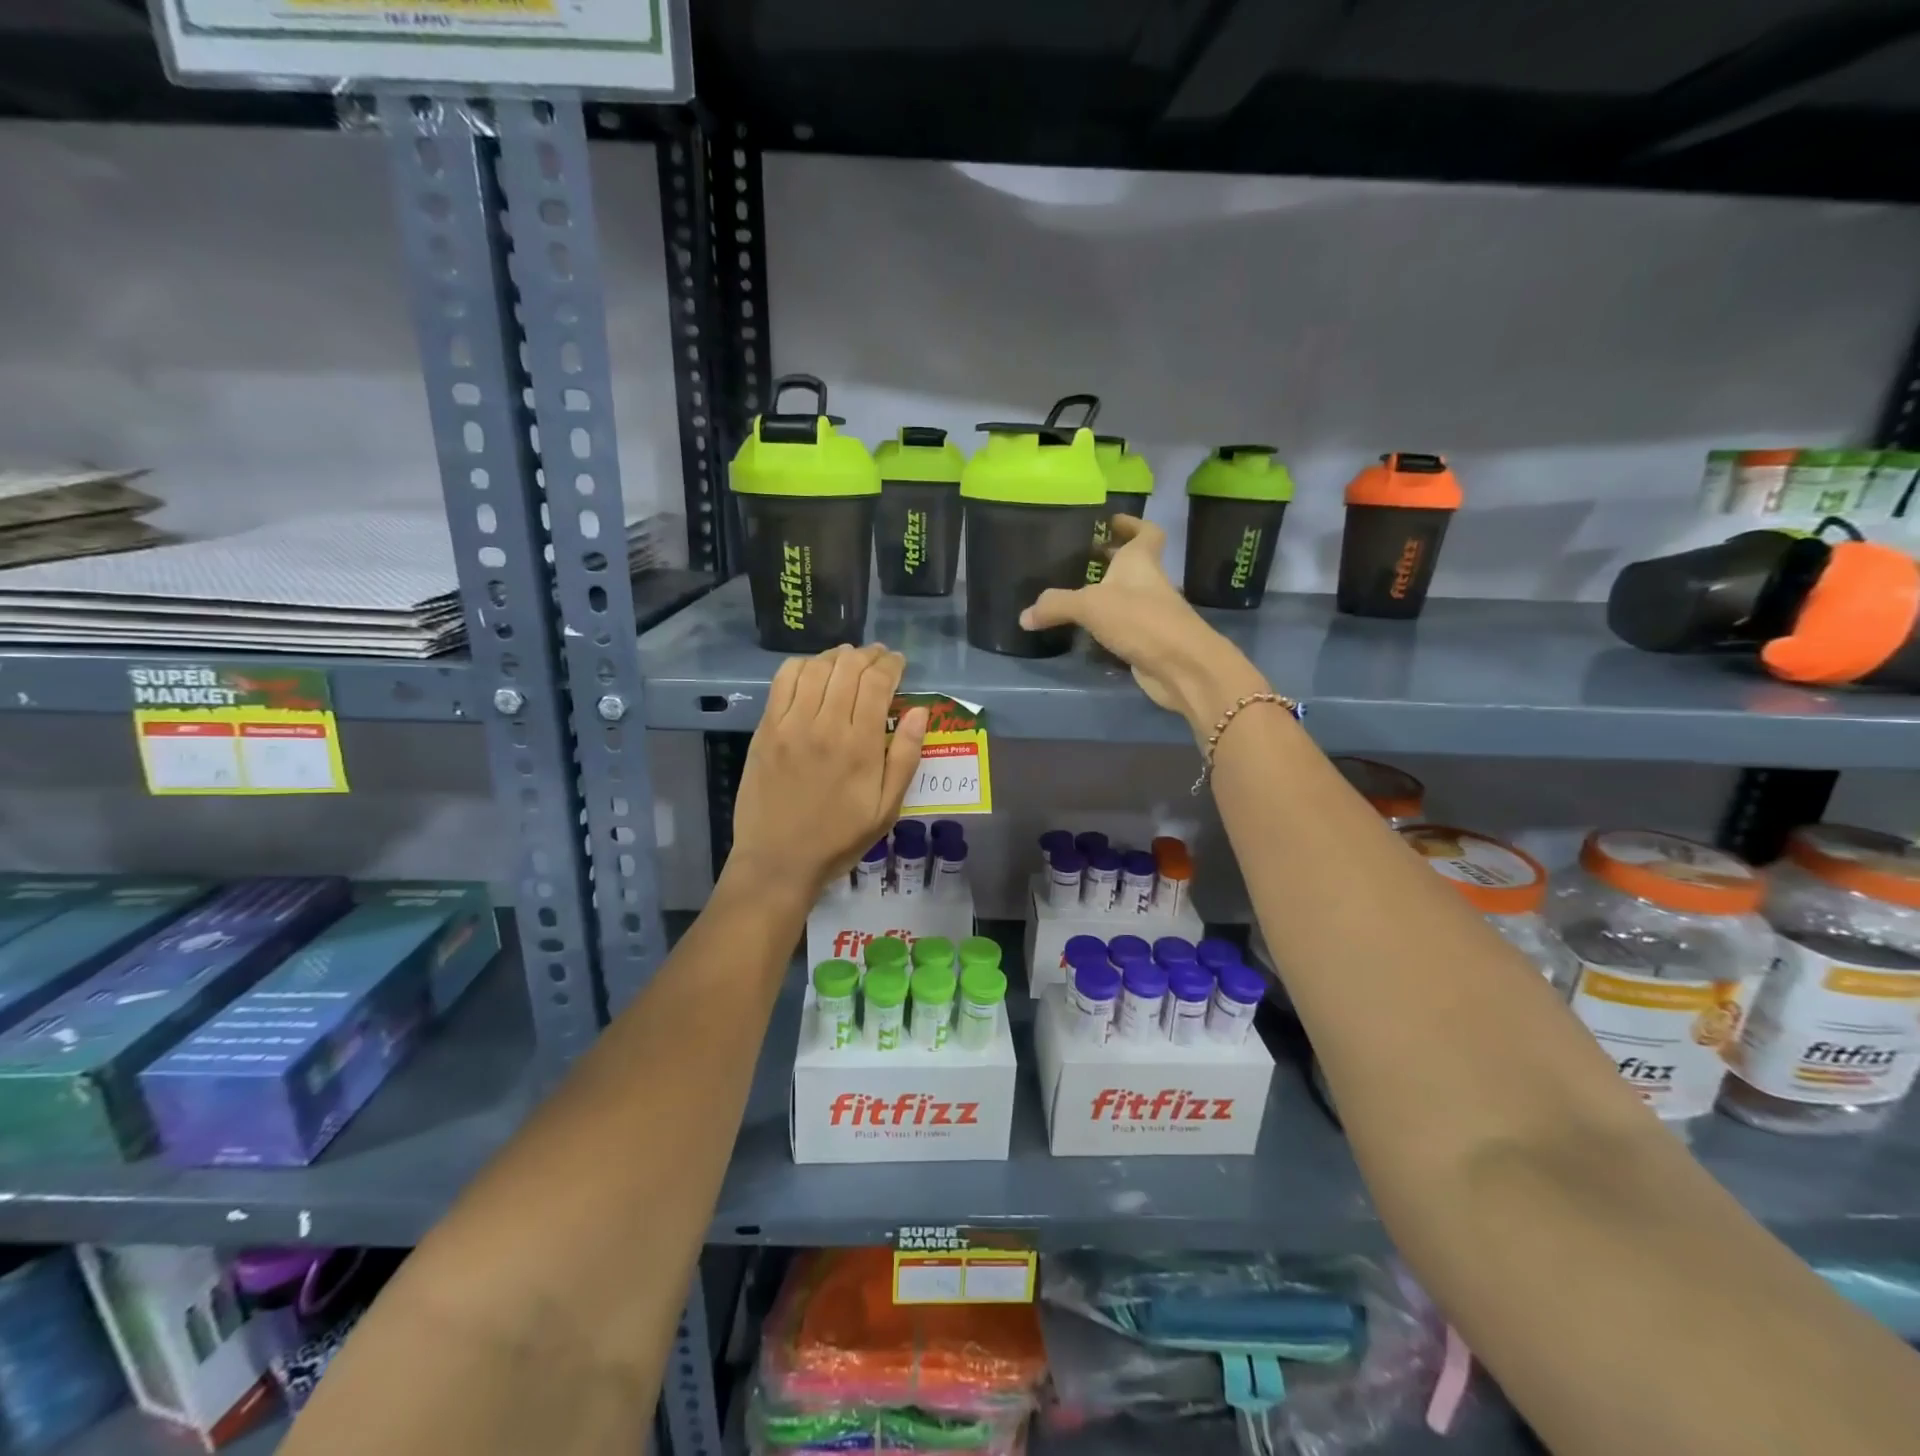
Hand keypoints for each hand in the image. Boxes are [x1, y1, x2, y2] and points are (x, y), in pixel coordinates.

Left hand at [727, 644, 928, 898]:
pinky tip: (812, 671)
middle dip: (868, 656)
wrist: (779, 861)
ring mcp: (791, 725)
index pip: (877, 683)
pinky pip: (783, 681)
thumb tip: (920, 711)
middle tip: (877, 657)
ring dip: (836, 656)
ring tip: (848, 659)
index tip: (898, 662)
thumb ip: (906, 757)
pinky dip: (801, 665)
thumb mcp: (887, 809)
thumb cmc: (839, 839)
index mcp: (861, 746)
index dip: (891, 665)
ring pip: (816, 668)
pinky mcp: (766, 729)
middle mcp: (826, 726)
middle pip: (848, 668)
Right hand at [1020, 516, 1269, 730]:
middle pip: (1133, 564)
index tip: (1112, 521)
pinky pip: (1123, 627)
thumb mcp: (1090, 606)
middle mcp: (1149, 583)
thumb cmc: (1140, 619)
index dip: (1132, 524)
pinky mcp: (1148, 642)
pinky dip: (1107, 626)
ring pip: (1127, 597)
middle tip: (1080, 559)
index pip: (1146, 533)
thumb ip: (1056, 606)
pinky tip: (1084, 631)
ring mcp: (1151, 614)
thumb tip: (1024, 616)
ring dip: (1107, 595)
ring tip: (1073, 595)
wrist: (1180, 666)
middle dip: (1111, 560)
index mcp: (1141, 562)